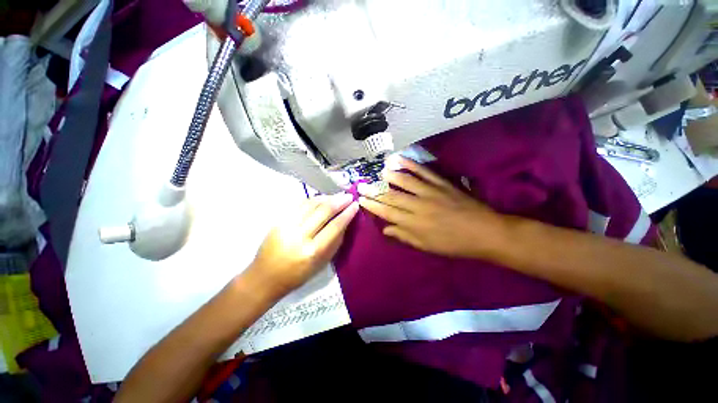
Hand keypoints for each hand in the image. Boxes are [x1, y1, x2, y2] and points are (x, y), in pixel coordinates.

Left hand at [247, 193, 358, 298]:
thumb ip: (335, 242)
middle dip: (338, 201)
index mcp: (312, 251)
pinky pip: (299, 205)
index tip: (355, 205)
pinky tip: (320, 199)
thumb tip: (345, 222)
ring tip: (336, 196)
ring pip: (310, 204)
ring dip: (326, 198)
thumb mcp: (322, 264)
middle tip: (348, 196)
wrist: (265, 277)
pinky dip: (312, 200)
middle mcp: (299, 236)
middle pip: (323, 211)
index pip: (334, 226)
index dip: (347, 214)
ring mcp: (286, 226)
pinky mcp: (278, 221)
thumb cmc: (298, 275)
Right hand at [358, 156, 506, 258]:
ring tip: (378, 171)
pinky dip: (412, 165)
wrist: (485, 232)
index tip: (361, 200)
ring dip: (390, 176)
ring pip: (405, 182)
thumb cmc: (454, 244)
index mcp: (414, 224)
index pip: (387, 212)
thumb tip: (385, 229)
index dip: (373, 206)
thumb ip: (405, 236)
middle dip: (375, 191)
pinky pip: (424, 172)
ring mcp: (430, 192)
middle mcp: (418, 206)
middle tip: (362, 185)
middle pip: (392, 196)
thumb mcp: (427, 246)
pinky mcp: (442, 184)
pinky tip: (401, 159)